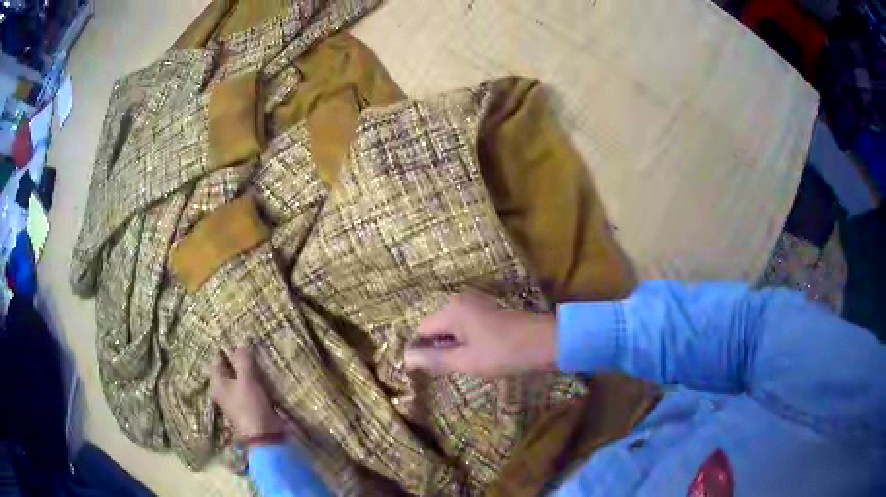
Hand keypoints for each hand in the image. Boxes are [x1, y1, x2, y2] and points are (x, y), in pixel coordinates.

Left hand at [209, 346, 283, 438]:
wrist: (265, 436)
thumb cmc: (249, 406)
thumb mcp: (246, 380)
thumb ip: (243, 360)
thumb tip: (241, 341)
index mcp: (217, 383)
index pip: (217, 359)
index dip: (225, 348)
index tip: (237, 337)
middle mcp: (223, 390)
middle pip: (228, 368)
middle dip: (238, 358)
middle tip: (250, 344)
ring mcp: (236, 398)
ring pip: (240, 378)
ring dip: (247, 369)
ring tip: (258, 356)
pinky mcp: (249, 405)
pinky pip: (249, 387)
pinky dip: (254, 379)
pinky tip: (263, 374)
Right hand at [404, 292, 556, 376]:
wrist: (547, 341)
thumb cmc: (504, 352)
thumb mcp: (466, 361)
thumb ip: (434, 359)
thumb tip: (406, 358)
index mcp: (451, 310)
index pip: (421, 330)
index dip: (421, 351)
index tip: (428, 371)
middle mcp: (460, 301)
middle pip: (436, 328)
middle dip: (439, 349)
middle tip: (451, 369)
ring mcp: (476, 304)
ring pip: (452, 328)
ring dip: (454, 347)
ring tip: (466, 364)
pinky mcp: (489, 311)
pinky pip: (466, 326)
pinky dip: (467, 341)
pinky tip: (479, 355)